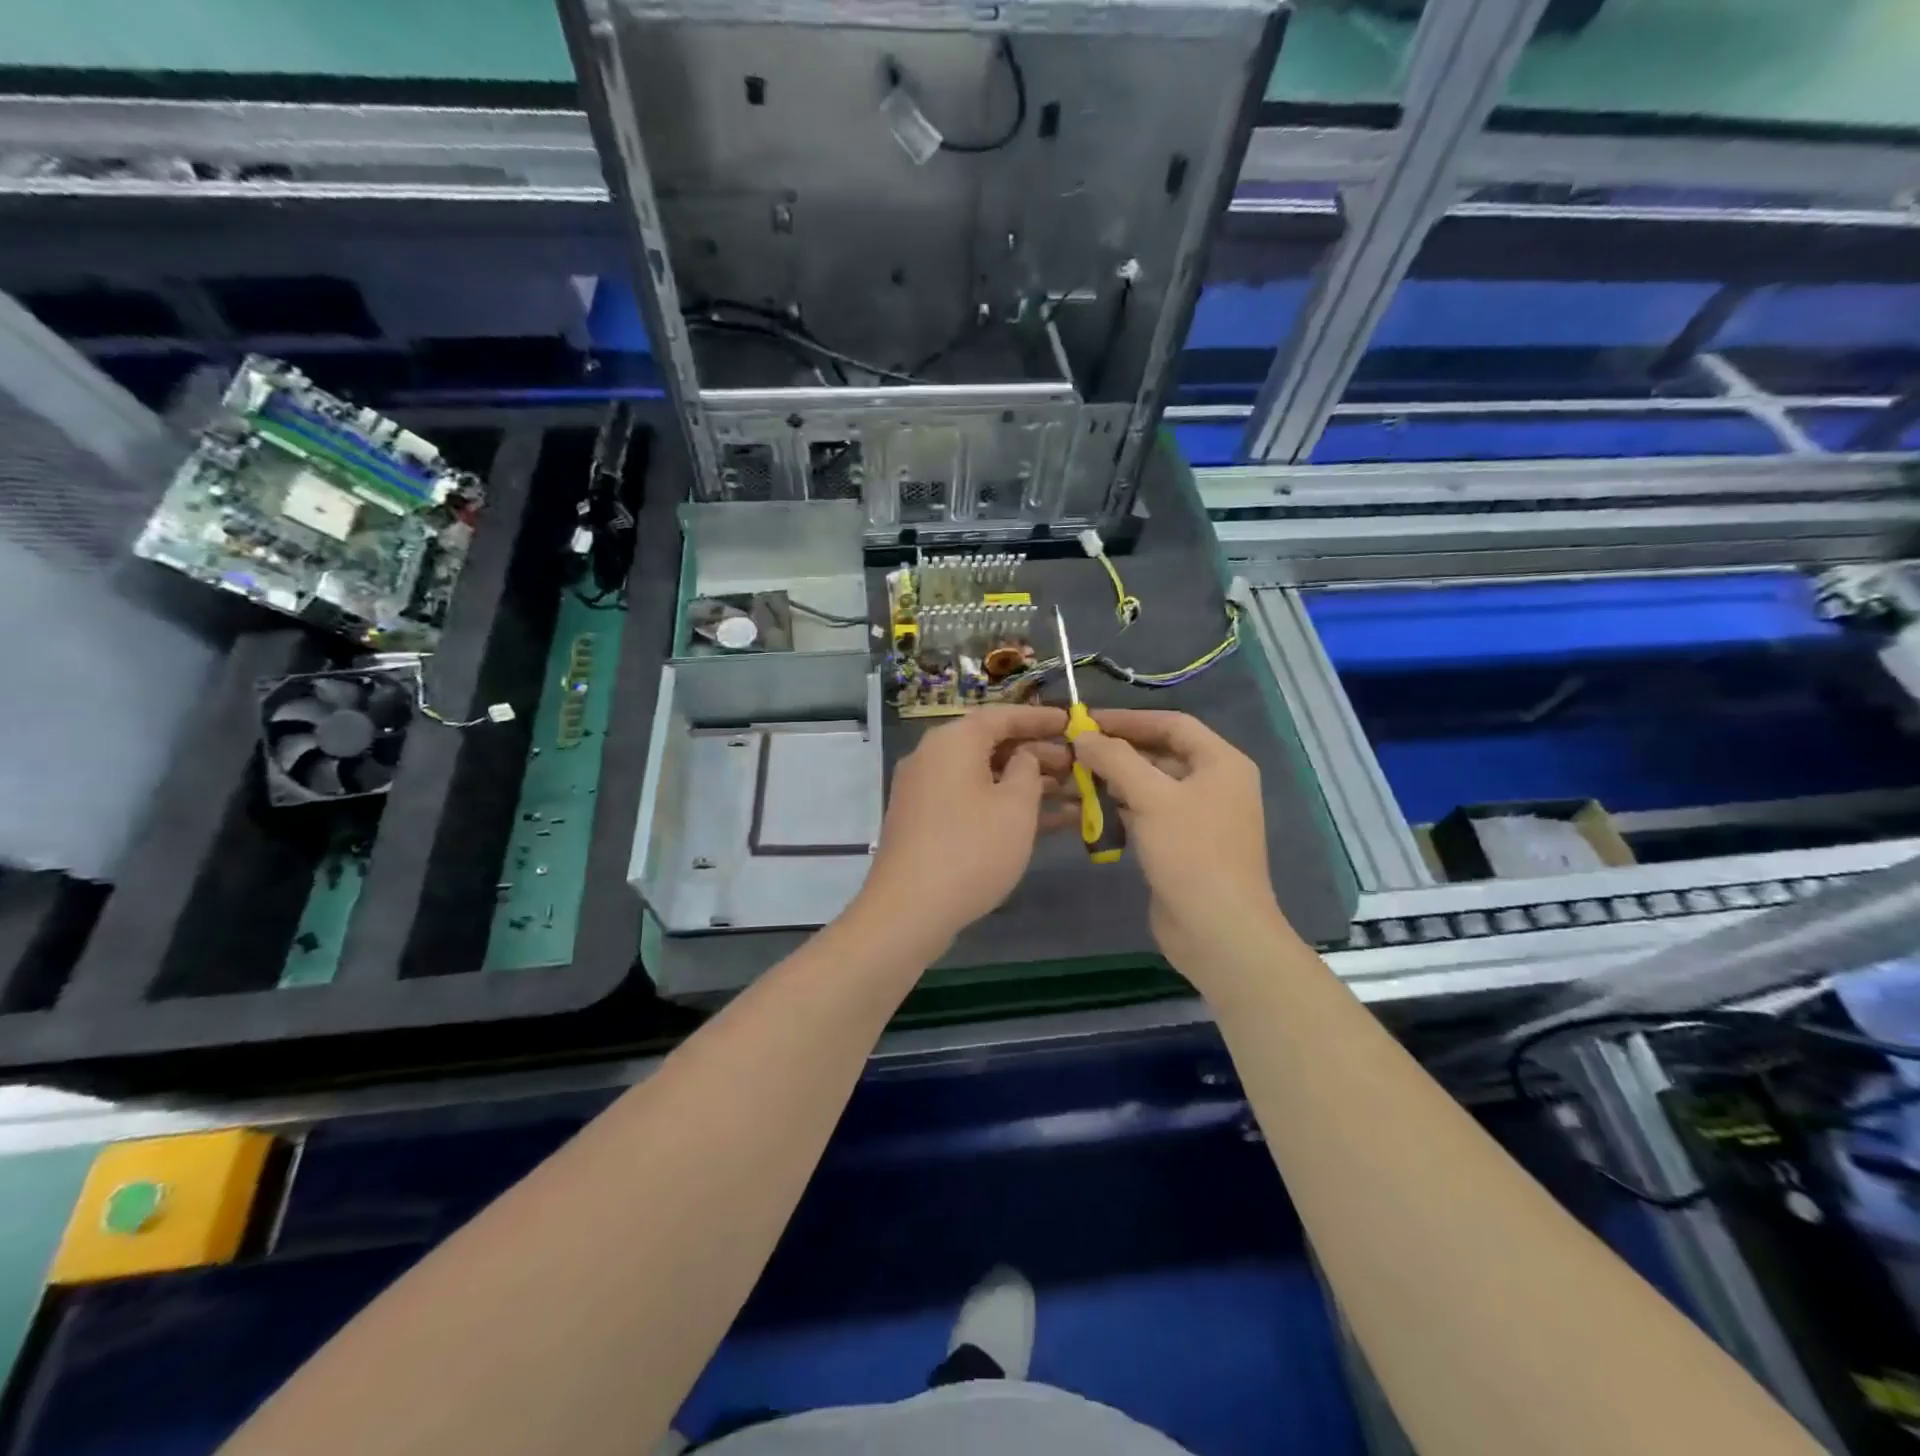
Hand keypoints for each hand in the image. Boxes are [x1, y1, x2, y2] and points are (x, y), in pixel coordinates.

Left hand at [850, 705, 1070, 955]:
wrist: (909, 910)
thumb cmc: (972, 849)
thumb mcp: (1015, 806)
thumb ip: (1028, 770)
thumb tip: (1023, 757)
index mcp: (952, 742)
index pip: (1002, 716)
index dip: (1040, 718)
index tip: (1072, 722)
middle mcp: (933, 758)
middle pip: (991, 745)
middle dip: (1037, 754)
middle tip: (1077, 765)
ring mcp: (925, 792)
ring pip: (984, 777)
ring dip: (1025, 784)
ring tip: (1072, 794)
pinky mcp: (925, 823)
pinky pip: (971, 801)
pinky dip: (1003, 806)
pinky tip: (1043, 823)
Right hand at [1070, 709, 1293, 981]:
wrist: (1218, 931)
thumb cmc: (1191, 853)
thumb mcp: (1152, 797)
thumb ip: (1116, 759)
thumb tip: (1082, 736)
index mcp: (1221, 763)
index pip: (1172, 724)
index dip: (1129, 719)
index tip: (1087, 720)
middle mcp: (1214, 784)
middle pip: (1159, 755)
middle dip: (1116, 753)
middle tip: (1072, 751)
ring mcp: (1199, 817)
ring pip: (1149, 787)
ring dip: (1112, 783)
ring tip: (1071, 780)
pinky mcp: (1182, 846)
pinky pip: (1147, 815)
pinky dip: (1119, 811)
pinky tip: (1087, 812)